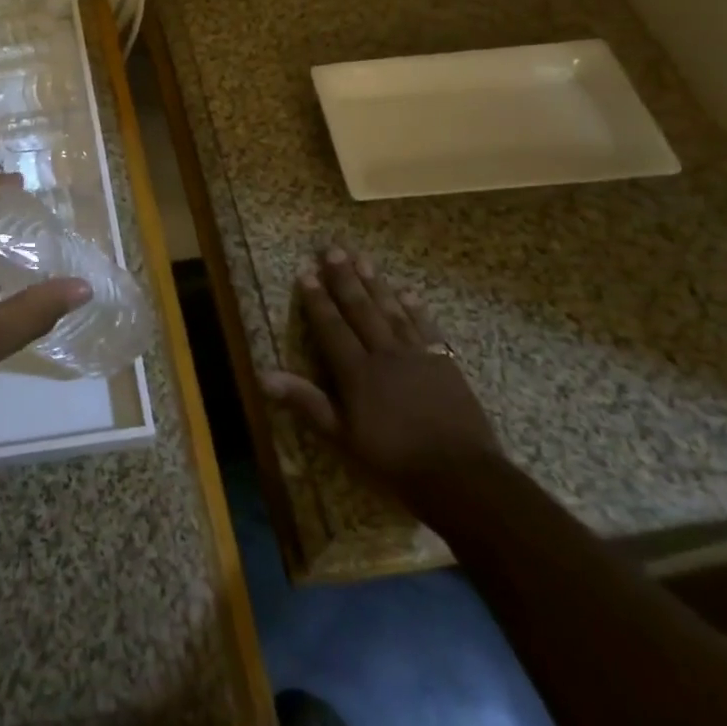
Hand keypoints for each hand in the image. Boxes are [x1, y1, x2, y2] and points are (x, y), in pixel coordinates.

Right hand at [262, 246, 500, 495]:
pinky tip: (407, 292)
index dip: (317, 300)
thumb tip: (264, 376)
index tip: (306, 272)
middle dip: (344, 279)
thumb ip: (307, 402)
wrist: (462, 476)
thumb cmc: (395, 460)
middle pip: (360, 309)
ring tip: (363, 260)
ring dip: (376, 285)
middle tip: (333, 250)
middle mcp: (383, 353)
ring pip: (391, 311)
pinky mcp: (444, 364)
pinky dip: (415, 309)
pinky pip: (426, 328)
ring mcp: (416, 355)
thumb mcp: (343, 437)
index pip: (331, 327)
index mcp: (356, 371)